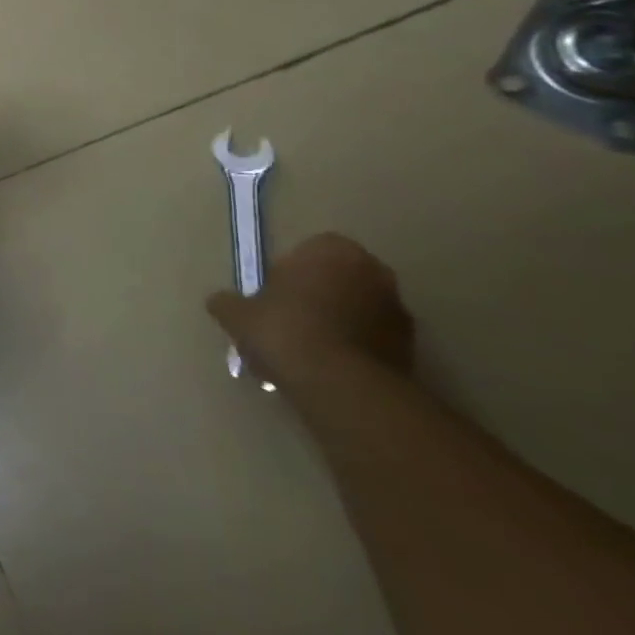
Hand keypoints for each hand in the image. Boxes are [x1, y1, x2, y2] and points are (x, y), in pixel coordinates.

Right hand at [205, 232, 412, 391]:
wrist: (340, 384)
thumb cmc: (284, 330)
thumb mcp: (236, 314)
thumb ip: (227, 302)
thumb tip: (222, 302)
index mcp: (332, 250)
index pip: (307, 250)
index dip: (286, 273)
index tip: (271, 295)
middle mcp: (373, 271)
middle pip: (335, 279)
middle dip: (314, 297)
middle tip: (286, 322)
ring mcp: (397, 310)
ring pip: (355, 310)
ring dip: (334, 324)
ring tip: (305, 352)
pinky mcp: (412, 347)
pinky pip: (371, 339)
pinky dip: (352, 349)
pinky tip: (325, 369)